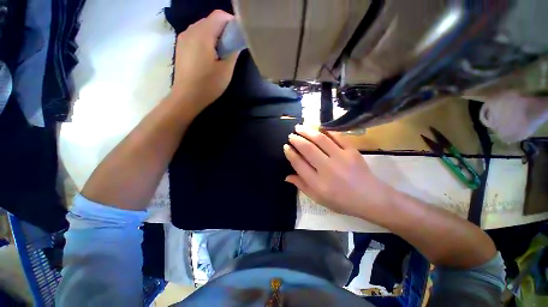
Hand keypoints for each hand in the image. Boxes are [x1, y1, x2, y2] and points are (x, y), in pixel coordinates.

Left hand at [171, 10, 239, 110]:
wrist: (186, 97)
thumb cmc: (208, 85)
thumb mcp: (226, 70)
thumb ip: (233, 51)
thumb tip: (236, 41)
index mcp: (202, 35)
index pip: (219, 16)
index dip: (231, 22)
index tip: (238, 36)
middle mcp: (190, 31)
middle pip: (210, 20)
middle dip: (223, 29)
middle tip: (231, 46)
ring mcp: (183, 38)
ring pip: (202, 27)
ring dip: (214, 35)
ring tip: (221, 52)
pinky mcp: (180, 46)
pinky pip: (195, 35)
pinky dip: (205, 39)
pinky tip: (209, 55)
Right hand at [284, 125, 394, 221]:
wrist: (371, 198)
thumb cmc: (342, 201)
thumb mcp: (318, 199)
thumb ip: (302, 186)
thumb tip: (287, 176)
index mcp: (318, 183)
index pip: (299, 164)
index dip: (290, 154)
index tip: (286, 147)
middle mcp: (327, 169)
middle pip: (307, 149)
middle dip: (296, 140)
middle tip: (291, 135)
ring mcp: (341, 158)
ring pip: (320, 139)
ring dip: (308, 131)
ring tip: (300, 127)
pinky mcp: (352, 151)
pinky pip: (337, 137)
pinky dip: (326, 131)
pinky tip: (319, 128)